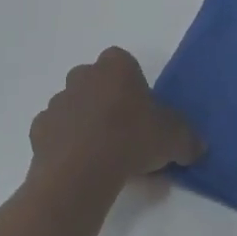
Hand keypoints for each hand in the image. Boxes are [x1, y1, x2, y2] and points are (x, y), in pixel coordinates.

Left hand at [30, 47, 202, 193]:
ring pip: (75, 108)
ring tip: (103, 157)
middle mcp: (83, 75)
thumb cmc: (131, 139)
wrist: (81, 170)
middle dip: (108, 103)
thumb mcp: (174, 138)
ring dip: (86, 124)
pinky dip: (66, 145)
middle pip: (97, 84)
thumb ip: (187, 138)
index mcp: (115, 65)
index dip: (135, 88)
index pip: (125, 65)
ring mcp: (58, 101)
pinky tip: (80, 167)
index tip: (143, 114)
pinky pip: (56, 133)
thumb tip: (196, 147)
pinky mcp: (39, 128)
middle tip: (125, 136)